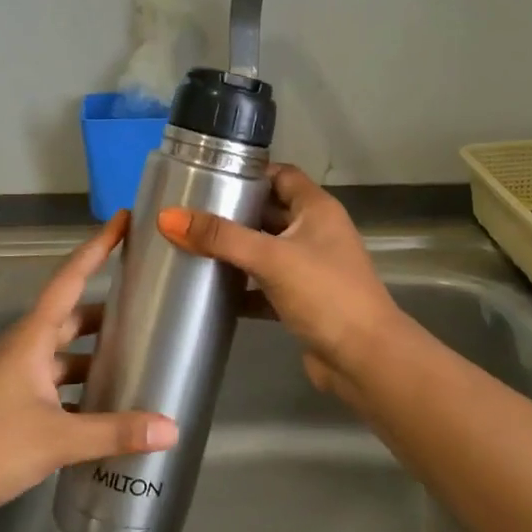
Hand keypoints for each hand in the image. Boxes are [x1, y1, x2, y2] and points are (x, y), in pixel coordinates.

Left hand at [0, 213, 177, 525]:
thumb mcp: (57, 439)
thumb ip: (115, 432)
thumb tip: (173, 429)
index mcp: (30, 339)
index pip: (70, 279)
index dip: (98, 248)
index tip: (123, 219)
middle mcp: (20, 348)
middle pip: (69, 317)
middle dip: (105, 310)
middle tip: (146, 304)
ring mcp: (8, 377)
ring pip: (59, 354)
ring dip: (91, 354)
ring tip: (133, 359)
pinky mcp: (3, 404)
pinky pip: (49, 383)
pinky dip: (76, 388)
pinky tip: (100, 407)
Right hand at [158, 165, 403, 401]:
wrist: (364, 359)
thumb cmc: (325, 294)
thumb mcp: (271, 258)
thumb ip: (221, 237)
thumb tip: (166, 217)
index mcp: (317, 210)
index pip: (281, 175)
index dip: (249, 172)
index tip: (209, 176)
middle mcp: (316, 233)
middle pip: (269, 213)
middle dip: (233, 213)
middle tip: (188, 214)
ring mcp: (310, 269)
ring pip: (265, 251)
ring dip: (235, 252)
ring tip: (190, 248)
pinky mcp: (302, 302)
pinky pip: (265, 287)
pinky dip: (242, 289)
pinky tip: (211, 293)